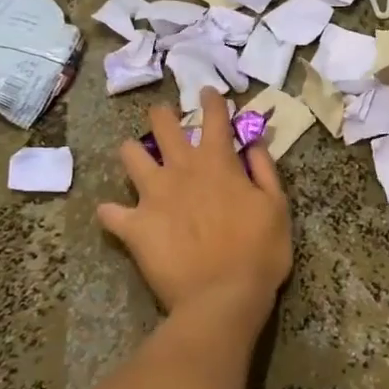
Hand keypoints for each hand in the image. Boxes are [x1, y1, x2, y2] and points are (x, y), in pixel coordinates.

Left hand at [97, 89, 292, 338]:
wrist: (223, 297)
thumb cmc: (260, 251)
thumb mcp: (277, 207)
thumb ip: (264, 170)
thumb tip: (254, 142)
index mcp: (217, 163)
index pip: (214, 118)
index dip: (212, 101)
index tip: (208, 92)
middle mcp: (182, 170)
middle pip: (164, 126)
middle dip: (162, 115)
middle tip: (163, 116)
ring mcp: (153, 196)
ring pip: (130, 157)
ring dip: (132, 152)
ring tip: (134, 155)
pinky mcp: (134, 226)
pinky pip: (110, 212)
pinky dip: (112, 211)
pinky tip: (115, 214)